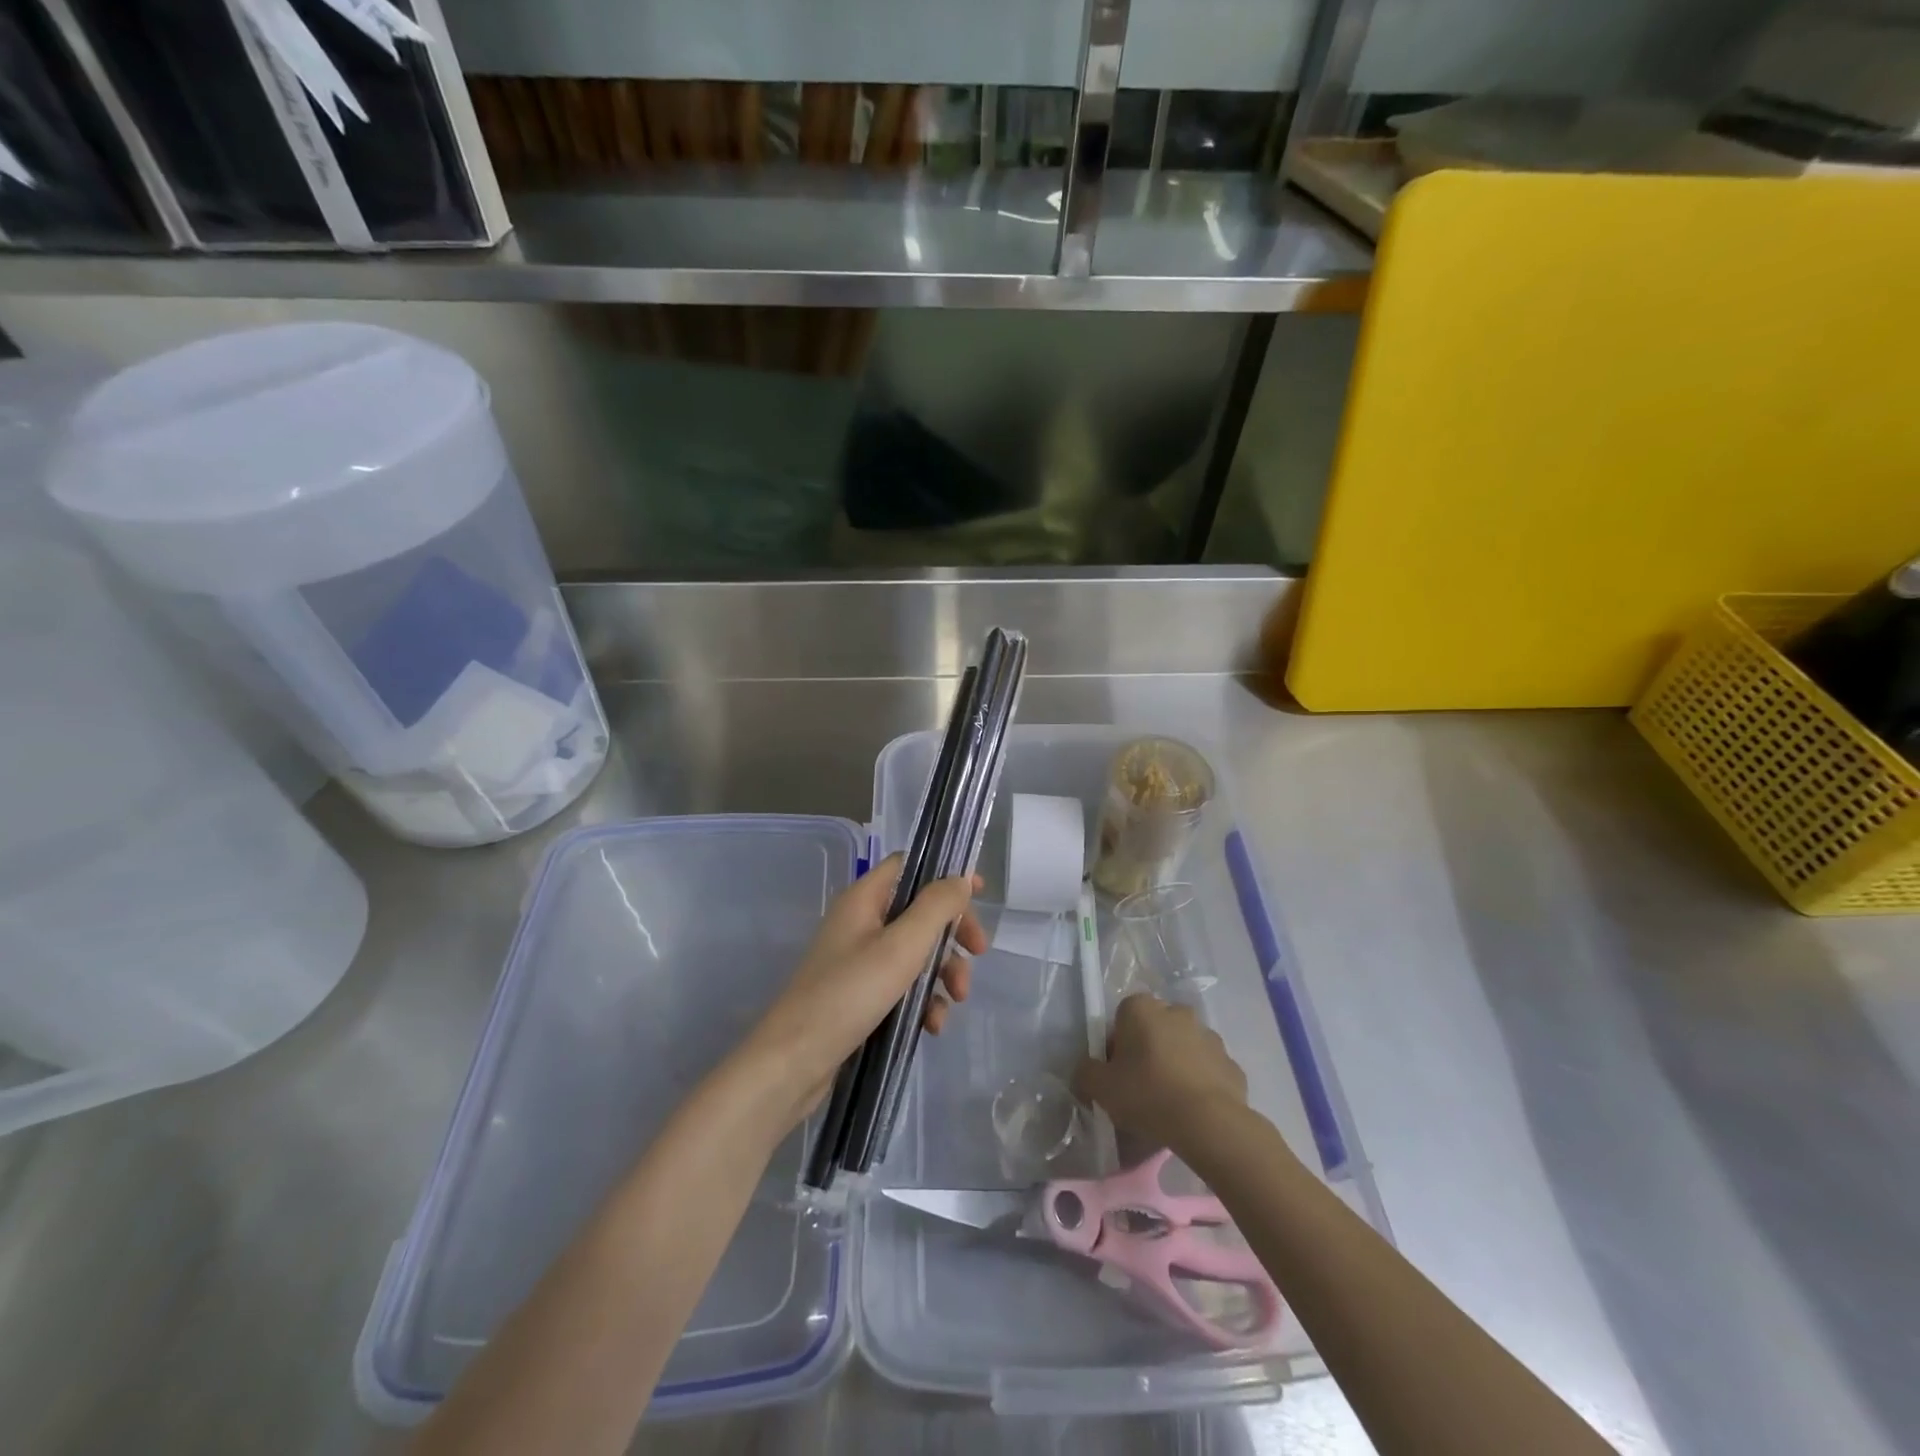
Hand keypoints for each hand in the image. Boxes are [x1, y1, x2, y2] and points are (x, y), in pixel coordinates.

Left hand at [744, 853, 986, 1129]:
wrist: (793, 1062)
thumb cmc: (849, 994)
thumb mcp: (902, 946)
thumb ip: (936, 907)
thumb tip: (961, 878)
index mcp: (864, 899)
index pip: (908, 867)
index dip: (944, 875)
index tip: (979, 894)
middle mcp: (860, 922)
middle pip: (919, 912)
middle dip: (951, 934)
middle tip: (978, 954)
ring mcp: (858, 960)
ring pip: (915, 952)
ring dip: (942, 972)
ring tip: (954, 1001)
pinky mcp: (859, 995)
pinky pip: (901, 986)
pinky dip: (922, 1000)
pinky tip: (932, 1025)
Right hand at [1073, 994, 1249, 1152]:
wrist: (1208, 1123)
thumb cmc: (1147, 1094)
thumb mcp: (1100, 1087)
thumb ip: (1085, 1073)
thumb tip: (1086, 1072)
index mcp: (1142, 1008)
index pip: (1121, 1019)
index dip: (1116, 1046)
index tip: (1116, 1074)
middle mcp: (1177, 1012)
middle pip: (1154, 1030)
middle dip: (1148, 1051)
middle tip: (1140, 1087)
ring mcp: (1209, 1036)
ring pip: (1183, 1047)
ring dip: (1176, 1065)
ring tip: (1169, 1103)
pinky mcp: (1232, 1063)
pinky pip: (1208, 1070)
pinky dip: (1200, 1084)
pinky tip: (1193, 1111)